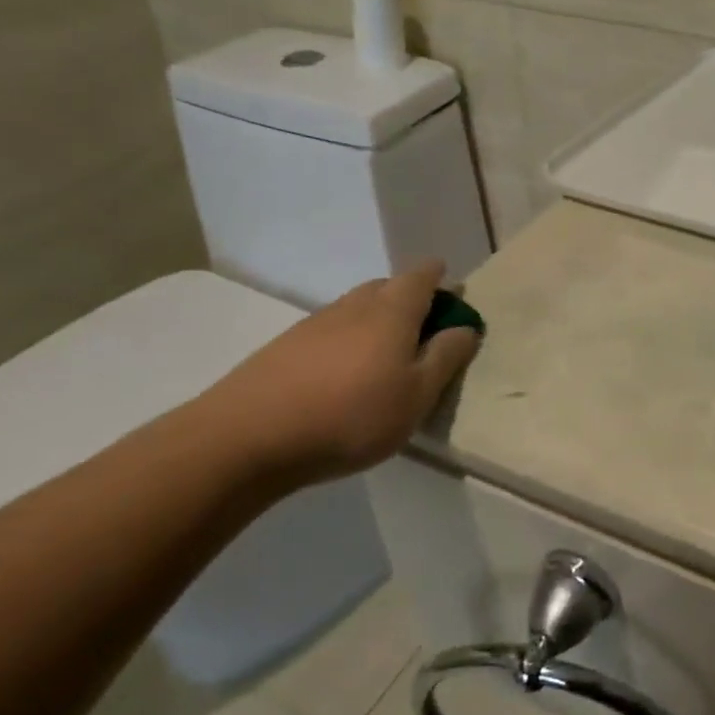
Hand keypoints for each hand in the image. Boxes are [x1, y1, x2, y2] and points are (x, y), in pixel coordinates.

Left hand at [199, 261, 480, 480]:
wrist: (248, 437)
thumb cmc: (351, 415)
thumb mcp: (417, 395)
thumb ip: (445, 358)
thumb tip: (466, 327)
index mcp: (392, 311)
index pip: (421, 277)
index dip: (439, 278)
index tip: (451, 289)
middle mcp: (353, 306)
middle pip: (387, 287)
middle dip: (410, 298)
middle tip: (425, 329)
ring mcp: (314, 324)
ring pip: (357, 308)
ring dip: (378, 320)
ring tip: (388, 355)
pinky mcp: (286, 347)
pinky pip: (331, 330)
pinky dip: (349, 340)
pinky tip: (345, 373)